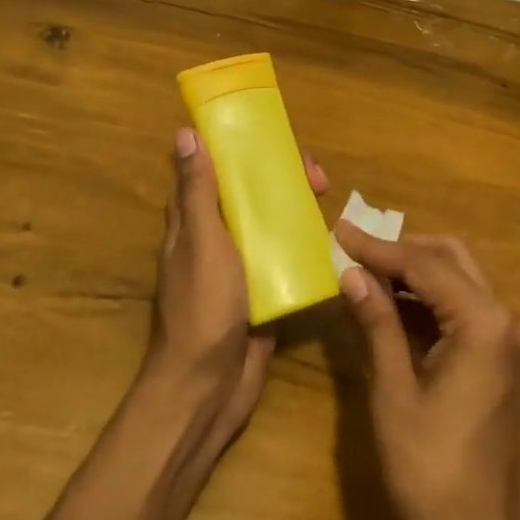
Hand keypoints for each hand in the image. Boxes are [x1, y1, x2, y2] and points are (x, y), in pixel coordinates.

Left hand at [143, 127, 327, 450]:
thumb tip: (185, 133)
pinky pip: (286, 258)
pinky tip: (334, 241)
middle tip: (319, 179)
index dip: (242, 149)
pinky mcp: (264, 290)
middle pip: (251, 194)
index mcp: (194, 220)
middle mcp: (217, 236)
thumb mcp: (202, 241)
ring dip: (297, 208)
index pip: (216, 169)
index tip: (276, 141)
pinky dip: (306, 245)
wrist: (208, 386)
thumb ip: (198, 191)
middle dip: (282, 179)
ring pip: (271, 223)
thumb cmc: (202, 306)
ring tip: (330, 202)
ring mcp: (242, 265)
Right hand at [335, 226, 519, 519]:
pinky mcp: (501, 359)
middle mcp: (504, 320)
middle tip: (354, 248)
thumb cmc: (431, 471)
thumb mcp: (395, 392)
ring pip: (460, 279)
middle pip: (451, 258)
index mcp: (483, 323)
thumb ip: (377, 323)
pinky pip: (464, 309)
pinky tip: (391, 304)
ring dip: (415, 271)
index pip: (424, 264)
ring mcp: (508, 340)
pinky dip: (428, 298)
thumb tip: (352, 273)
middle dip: (402, 249)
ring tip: (365, 270)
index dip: (378, 247)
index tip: (339, 230)